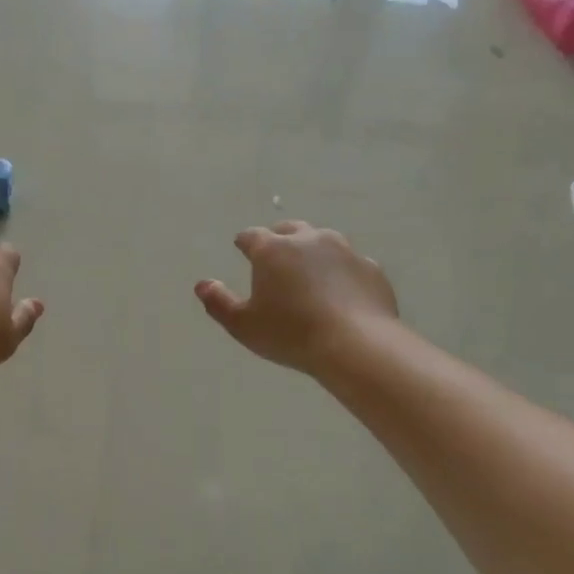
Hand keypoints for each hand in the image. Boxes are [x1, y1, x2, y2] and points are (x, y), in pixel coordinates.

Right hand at [196, 222, 397, 373]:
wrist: (356, 344)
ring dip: (312, 251)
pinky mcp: (371, 269)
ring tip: (309, 272)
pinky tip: (340, 292)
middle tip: (274, 255)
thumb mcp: (243, 325)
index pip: (251, 236)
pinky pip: (350, 264)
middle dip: (279, 238)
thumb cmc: (290, 333)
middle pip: (289, 229)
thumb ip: (218, 302)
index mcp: (273, 250)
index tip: (241, 247)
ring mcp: (344, 251)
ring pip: (324, 241)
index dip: (244, 242)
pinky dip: (340, 272)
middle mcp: (309, 240)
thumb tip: (202, 284)